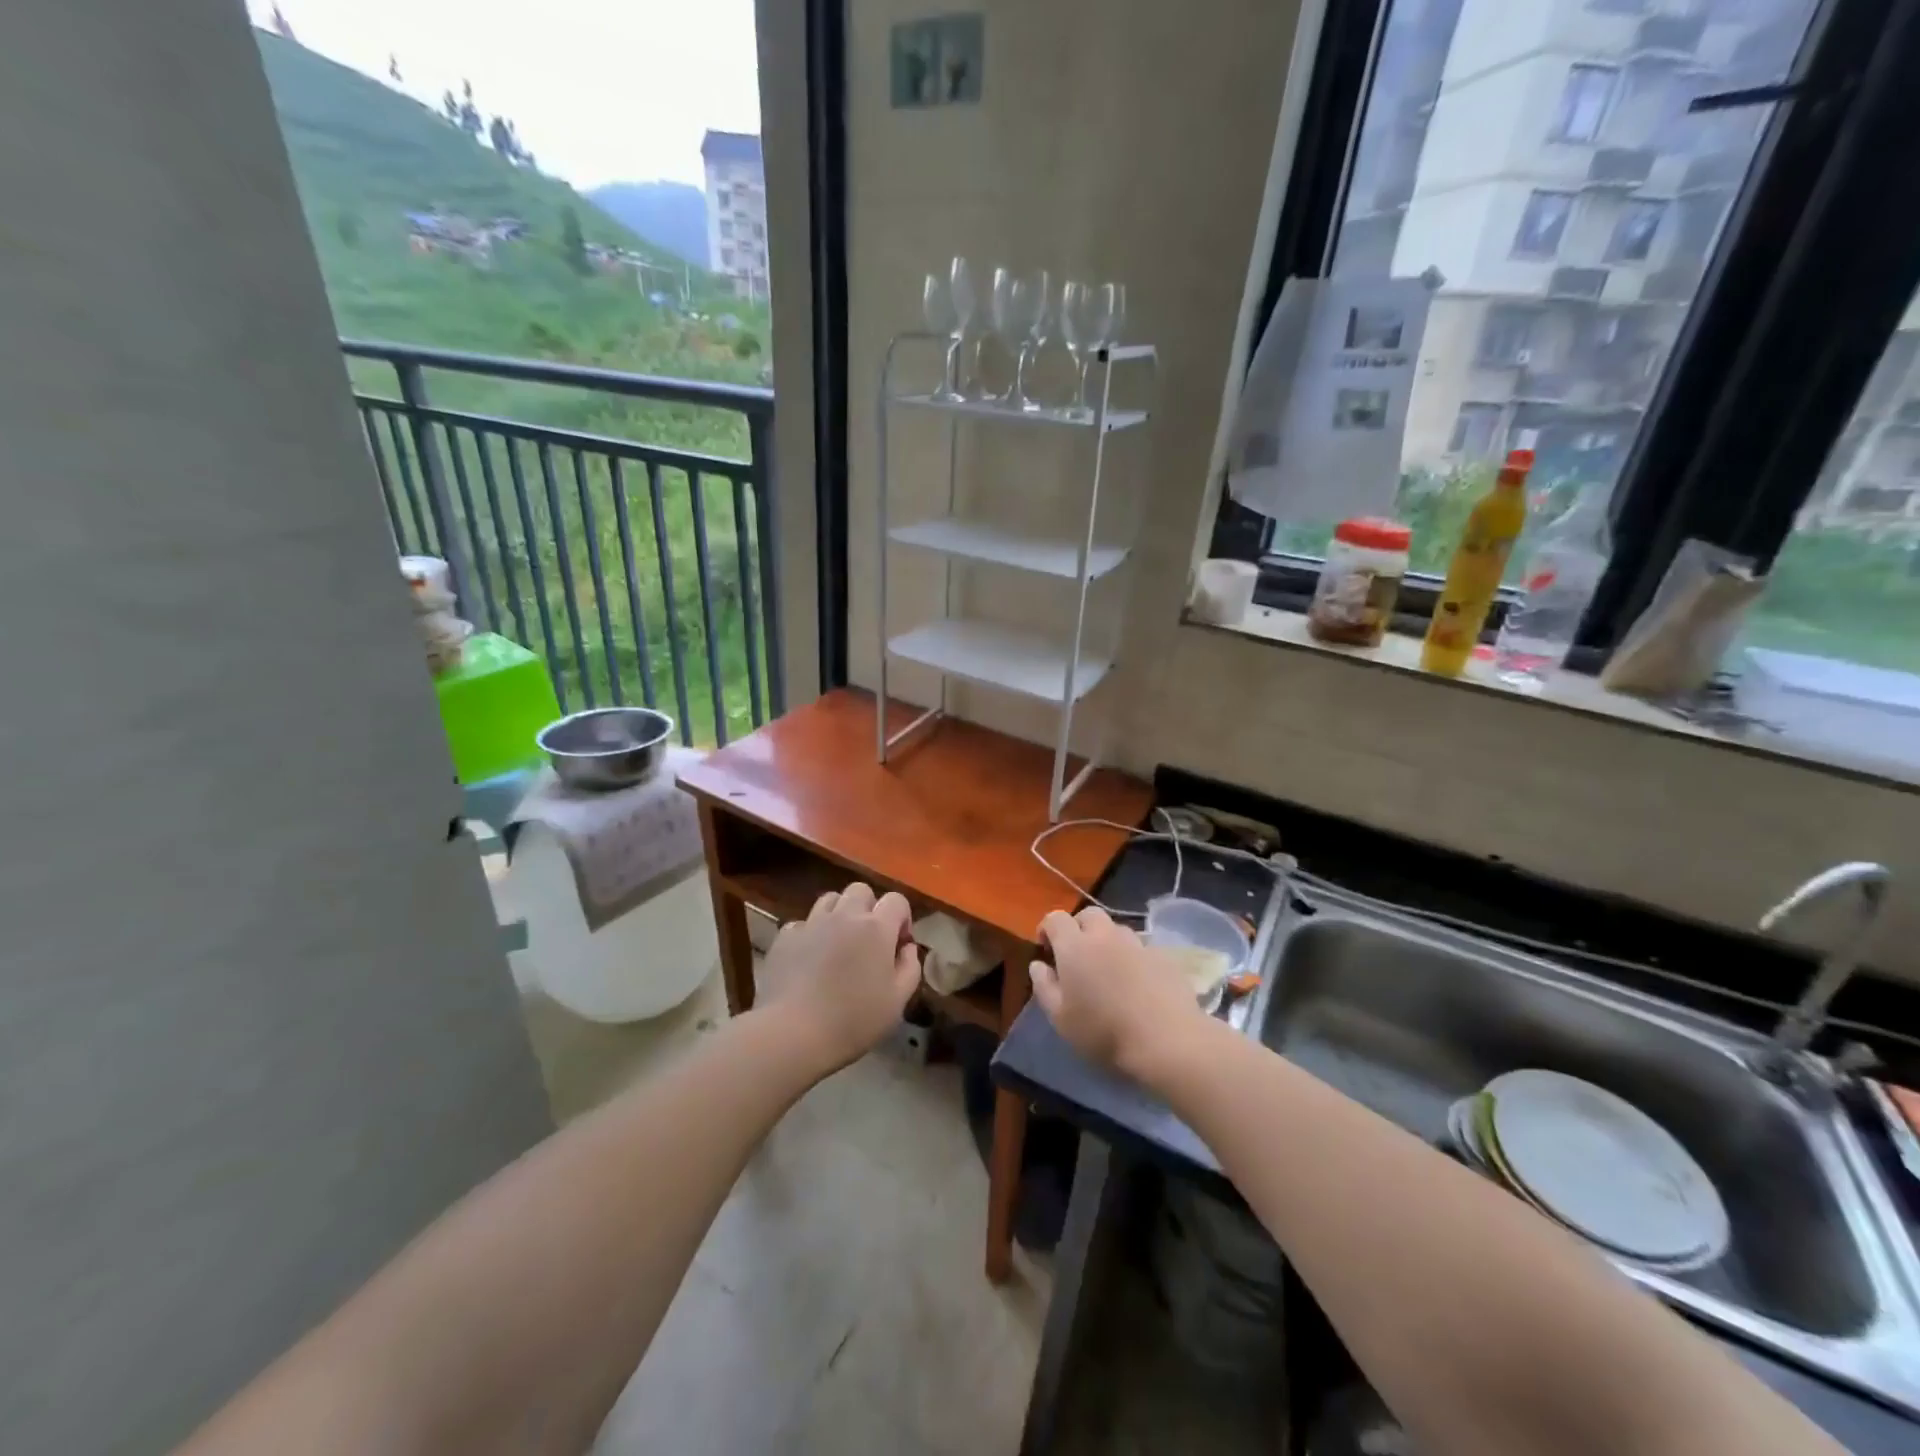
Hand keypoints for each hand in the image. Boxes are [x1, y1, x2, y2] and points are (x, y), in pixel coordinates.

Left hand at [762, 882, 920, 1073]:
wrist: (793, 1032)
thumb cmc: (853, 1020)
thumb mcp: (897, 1001)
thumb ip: (910, 968)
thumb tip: (907, 948)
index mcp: (876, 928)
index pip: (896, 900)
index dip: (902, 918)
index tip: (898, 944)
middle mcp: (845, 916)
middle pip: (861, 890)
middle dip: (869, 908)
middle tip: (868, 940)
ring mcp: (812, 923)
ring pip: (830, 899)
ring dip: (839, 914)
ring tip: (838, 943)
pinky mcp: (785, 937)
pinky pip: (802, 923)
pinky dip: (810, 934)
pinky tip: (809, 958)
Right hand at [1028, 906, 1209, 1081]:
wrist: (1167, 1040)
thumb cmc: (1104, 1032)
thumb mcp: (1060, 1018)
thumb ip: (1044, 986)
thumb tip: (1038, 965)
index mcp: (1075, 946)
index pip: (1055, 918)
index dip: (1047, 929)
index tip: (1046, 950)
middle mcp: (1106, 935)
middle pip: (1088, 915)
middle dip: (1078, 928)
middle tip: (1077, 957)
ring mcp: (1138, 943)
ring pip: (1116, 930)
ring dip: (1107, 942)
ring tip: (1108, 971)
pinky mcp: (1163, 956)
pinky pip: (1140, 948)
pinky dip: (1132, 958)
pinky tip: (1136, 984)